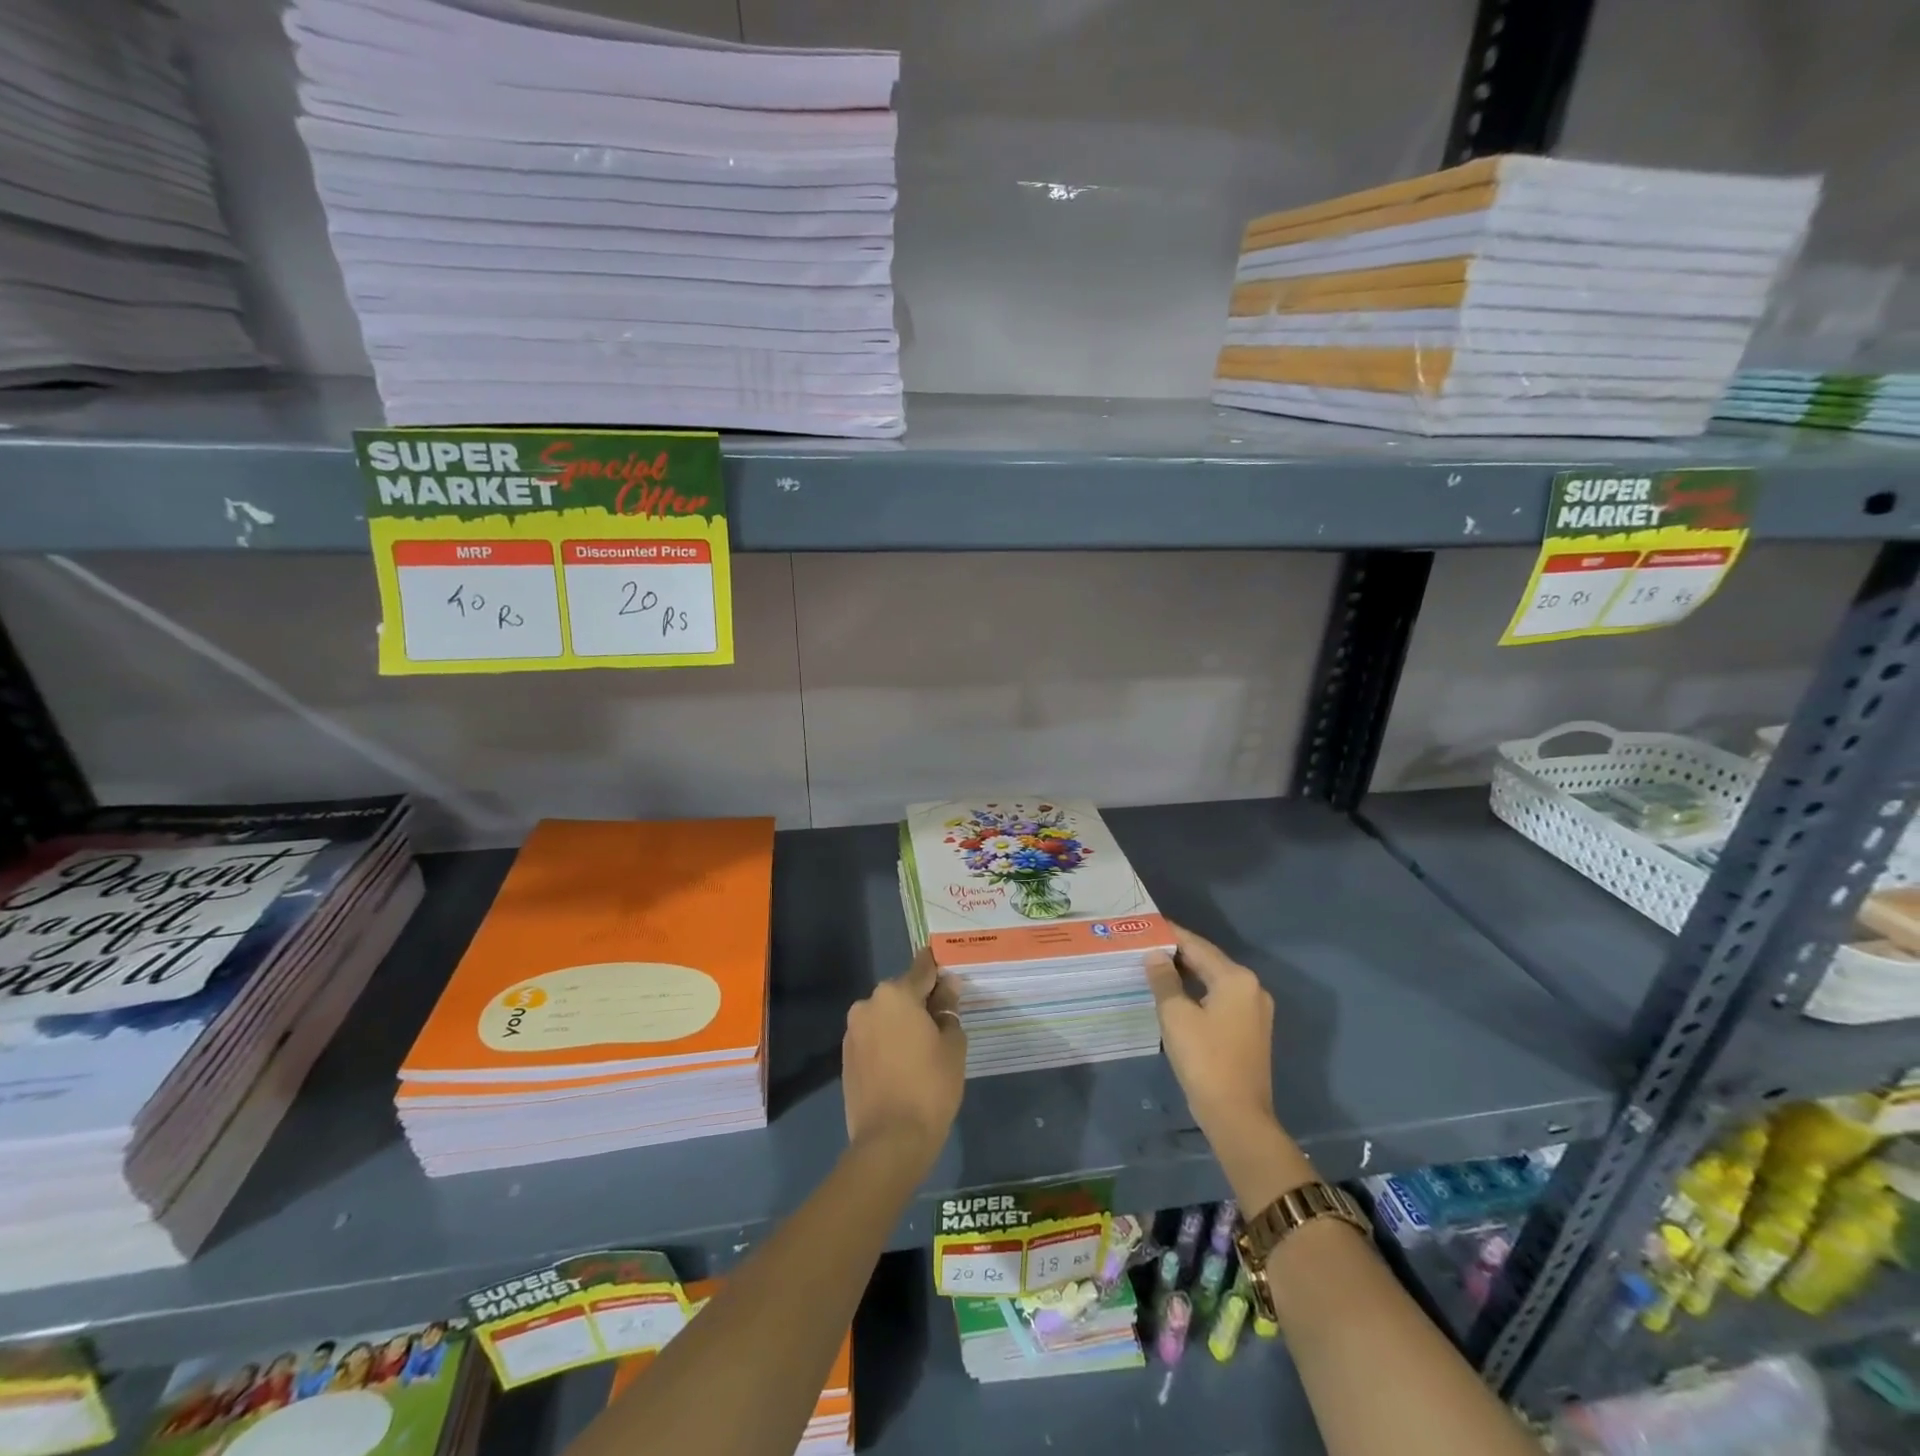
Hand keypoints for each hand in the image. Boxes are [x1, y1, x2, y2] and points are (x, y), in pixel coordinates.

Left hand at [842, 949, 966, 1163]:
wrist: (890, 1141)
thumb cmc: (930, 1086)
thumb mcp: (952, 1044)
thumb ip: (949, 1009)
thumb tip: (946, 987)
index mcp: (895, 994)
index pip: (923, 968)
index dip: (939, 971)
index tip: (952, 978)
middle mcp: (868, 1004)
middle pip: (902, 992)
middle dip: (921, 1001)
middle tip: (943, 1024)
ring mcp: (853, 1031)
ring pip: (886, 1015)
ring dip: (903, 1023)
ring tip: (924, 1050)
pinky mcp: (846, 1056)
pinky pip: (874, 1037)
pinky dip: (888, 1042)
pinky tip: (904, 1065)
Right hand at [1146, 923, 1276, 1144]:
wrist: (1237, 1116)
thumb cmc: (1204, 1059)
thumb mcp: (1176, 1015)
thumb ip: (1164, 979)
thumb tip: (1155, 956)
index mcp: (1236, 978)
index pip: (1197, 945)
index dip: (1170, 934)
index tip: (1146, 925)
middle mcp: (1251, 988)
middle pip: (1208, 961)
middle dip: (1177, 953)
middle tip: (1145, 945)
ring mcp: (1254, 1010)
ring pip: (1214, 980)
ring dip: (1187, 973)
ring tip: (1154, 966)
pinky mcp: (1251, 1030)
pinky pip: (1220, 998)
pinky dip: (1198, 992)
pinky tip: (1175, 995)